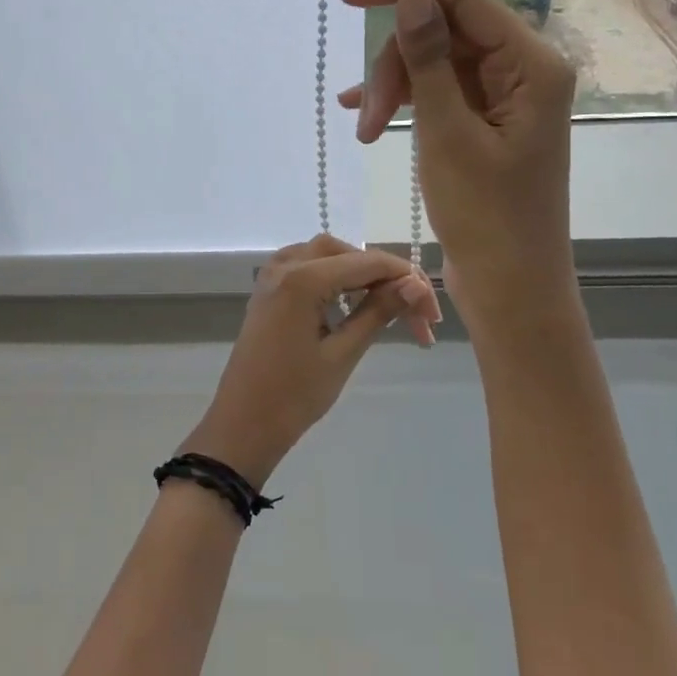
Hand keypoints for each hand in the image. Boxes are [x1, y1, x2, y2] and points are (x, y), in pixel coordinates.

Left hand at [180, 234, 437, 488]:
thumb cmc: (294, 395)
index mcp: (302, 278)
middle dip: (382, 276)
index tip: (432, 313)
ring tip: (386, 309)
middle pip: (346, 252)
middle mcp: (285, 265)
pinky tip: (351, 305)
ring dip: (358, 274)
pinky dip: (333, 277)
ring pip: (325, 255)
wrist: (243, 423)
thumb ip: (378, 312)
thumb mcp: (343, 353)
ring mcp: (271, 275)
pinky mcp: (267, 290)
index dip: (406, 281)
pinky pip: (306, 267)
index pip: (367, 262)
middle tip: (412, 312)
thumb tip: (414, 285)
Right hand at [336, 0, 577, 318]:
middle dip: (396, 65)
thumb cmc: (486, 216)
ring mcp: (504, 97)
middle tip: (365, 117)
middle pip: (444, 33)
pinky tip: (368, 120)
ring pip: (435, 64)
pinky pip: (439, 92)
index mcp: (531, 64)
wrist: (510, 287)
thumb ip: (428, 60)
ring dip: (395, 90)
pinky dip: (405, 102)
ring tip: (366, 133)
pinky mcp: (486, 121)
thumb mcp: (447, 133)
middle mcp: (523, 70)